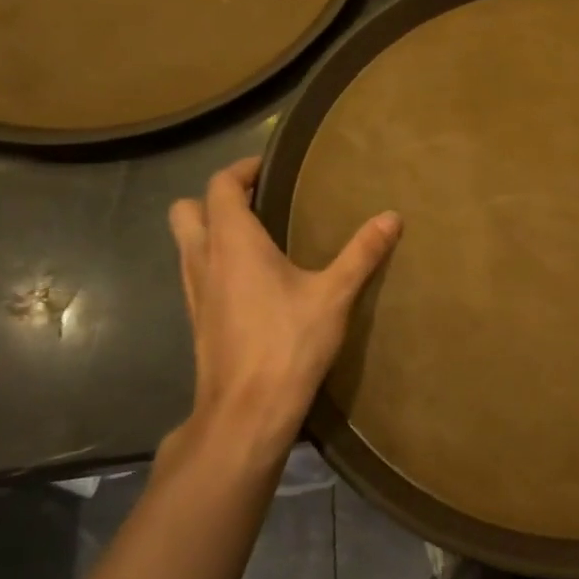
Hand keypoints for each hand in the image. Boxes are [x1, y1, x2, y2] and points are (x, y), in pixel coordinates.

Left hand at [165, 158, 399, 470]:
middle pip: (186, 210)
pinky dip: (216, 261)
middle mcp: (203, 259)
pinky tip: (253, 280)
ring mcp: (194, 292)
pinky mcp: (198, 319)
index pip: (220, 186)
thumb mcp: (334, 294)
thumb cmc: (289, 343)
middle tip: (258, 202)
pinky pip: (197, 272)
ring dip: (212, 230)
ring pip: (187, 243)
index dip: (242, 170)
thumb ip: (362, 252)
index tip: (270, 168)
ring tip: (259, 237)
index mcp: (232, 243)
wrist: (247, 410)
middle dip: (216, 198)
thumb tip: (392, 217)